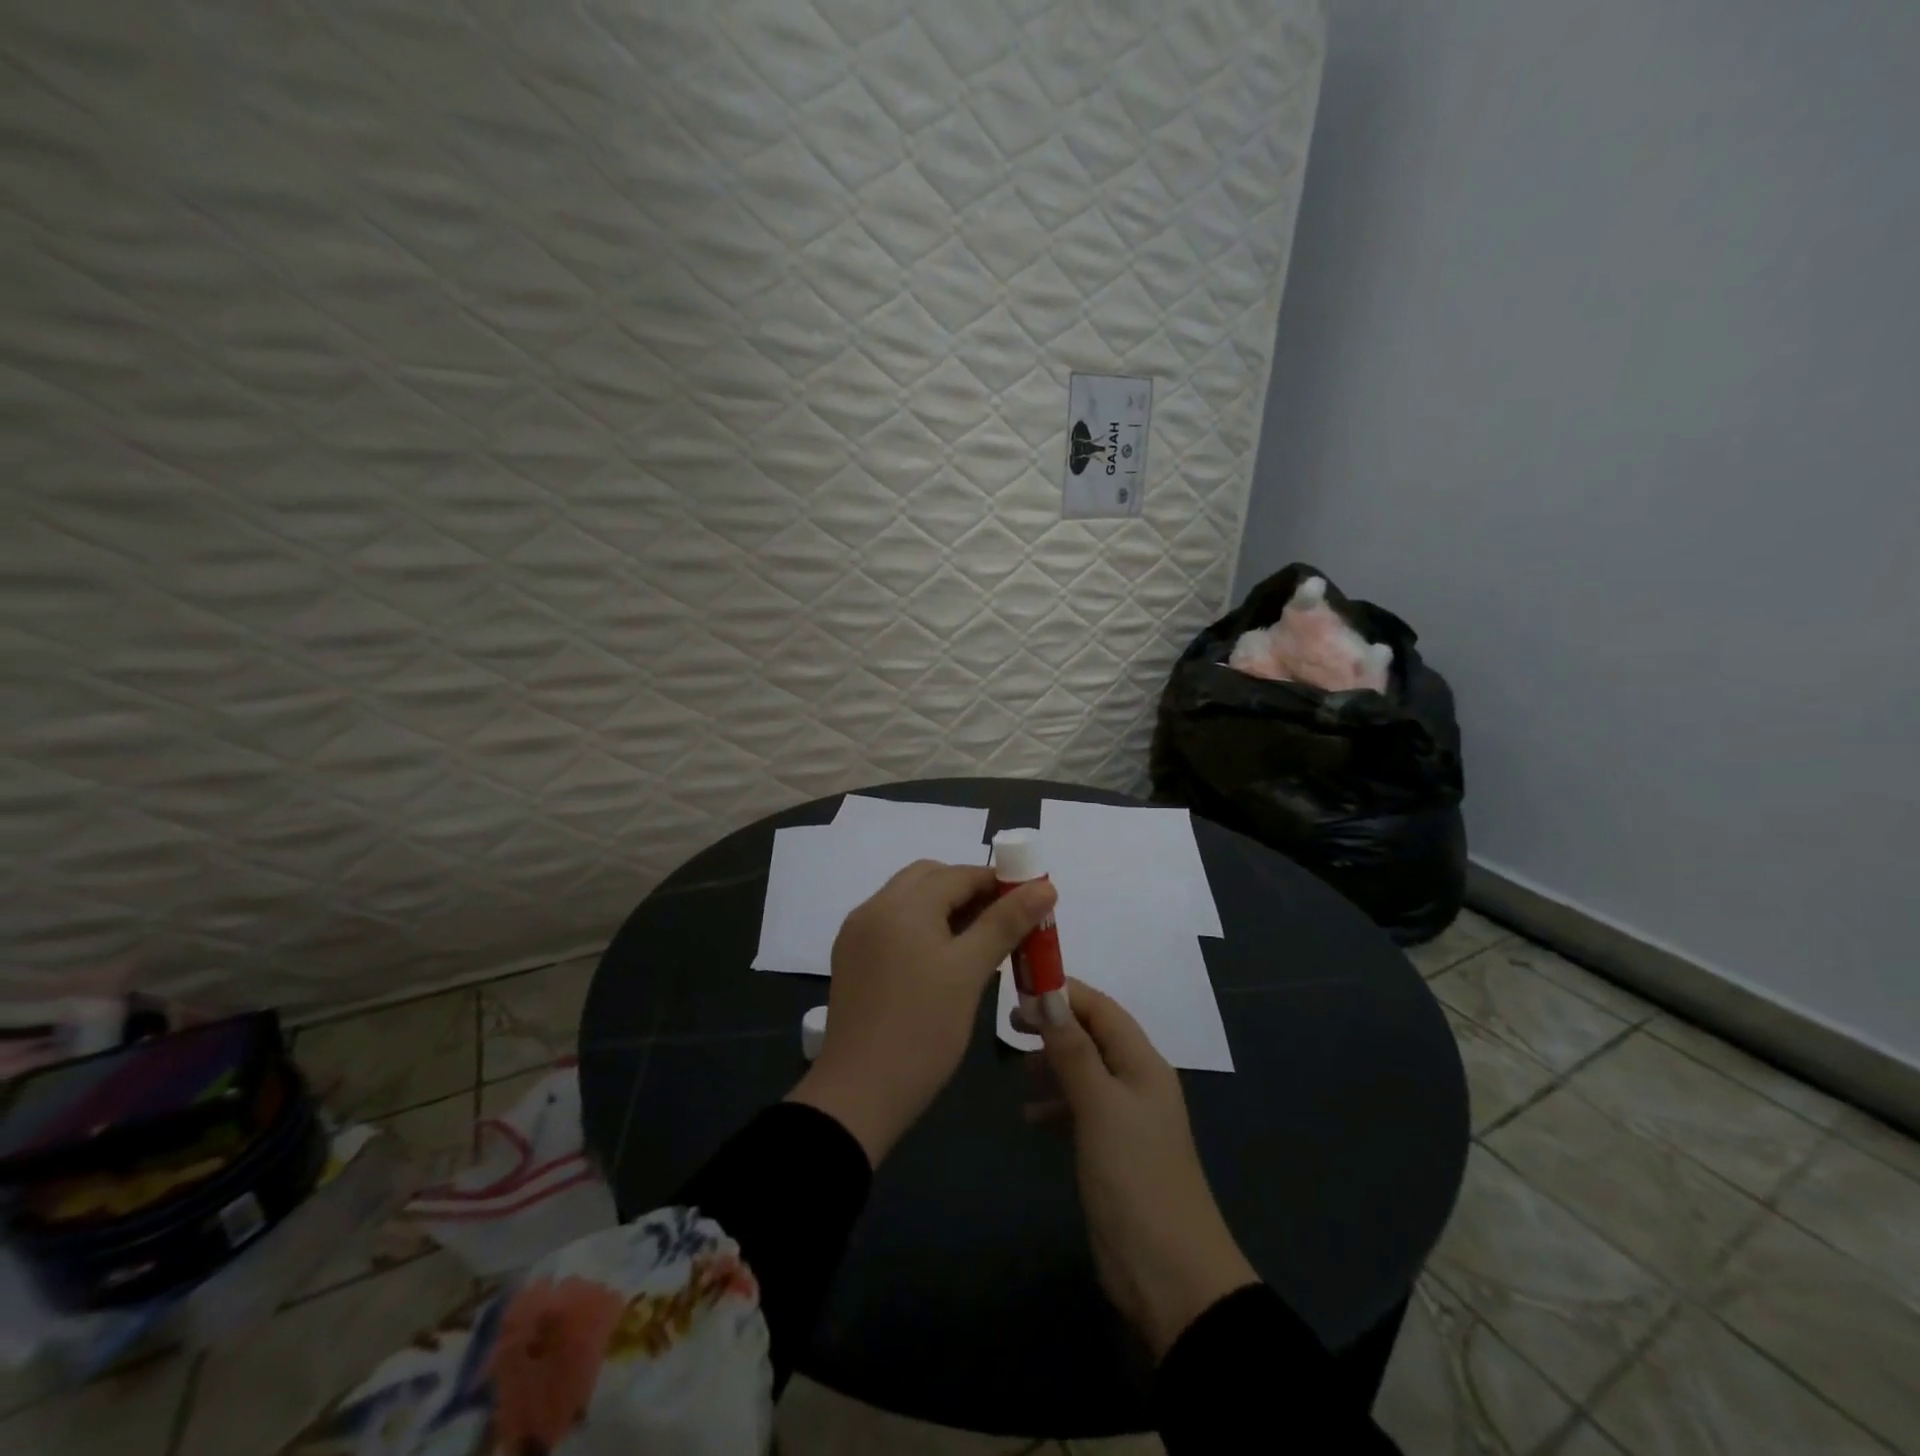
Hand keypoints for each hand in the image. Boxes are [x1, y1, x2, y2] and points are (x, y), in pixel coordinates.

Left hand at [787, 860, 1055, 1165]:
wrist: (858, 1094)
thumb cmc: (923, 1029)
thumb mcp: (970, 972)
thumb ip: (1006, 923)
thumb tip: (1044, 885)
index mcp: (902, 904)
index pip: (958, 874)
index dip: (998, 882)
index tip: (1031, 901)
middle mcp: (875, 907)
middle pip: (929, 878)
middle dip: (969, 889)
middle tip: (1005, 919)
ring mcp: (858, 932)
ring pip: (909, 900)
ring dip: (945, 906)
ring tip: (981, 938)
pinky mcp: (852, 957)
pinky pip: (894, 924)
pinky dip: (922, 925)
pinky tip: (944, 955)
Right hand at [1036, 979, 1257, 1359]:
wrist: (1170, 1277)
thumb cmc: (1136, 1178)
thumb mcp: (1100, 1107)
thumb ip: (1073, 1051)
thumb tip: (1049, 995)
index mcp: (1143, 1064)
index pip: (1102, 1009)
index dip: (1064, 991)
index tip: (1021, 982)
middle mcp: (1137, 1082)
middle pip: (1093, 1036)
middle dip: (1056, 1024)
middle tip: (1012, 1022)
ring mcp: (1126, 1119)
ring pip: (1085, 1071)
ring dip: (1053, 1062)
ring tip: (1017, 1066)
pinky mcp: (1113, 1152)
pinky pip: (1080, 1109)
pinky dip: (1055, 1103)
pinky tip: (1029, 1116)